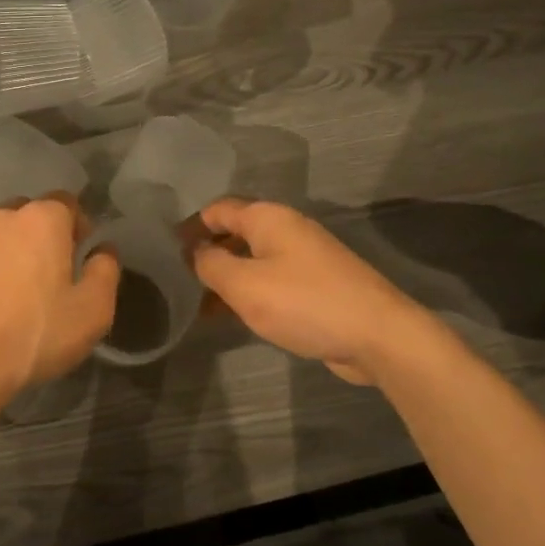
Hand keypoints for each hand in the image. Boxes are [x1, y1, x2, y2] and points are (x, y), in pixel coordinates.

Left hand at [0, 195, 119, 433]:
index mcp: (41, 219)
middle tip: (55, 272)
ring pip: (1, 235)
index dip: (79, 225)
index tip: (83, 253)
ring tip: (22, 290)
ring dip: (14, 252)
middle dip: (45, 235)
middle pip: (31, 214)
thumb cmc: (36, 333)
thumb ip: (105, 271)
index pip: (67, 202)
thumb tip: (104, 250)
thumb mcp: (92, 310)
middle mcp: (2, 217)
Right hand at [192, 199, 457, 385]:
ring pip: (253, 260)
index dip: (190, 226)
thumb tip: (194, 252)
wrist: (378, 336)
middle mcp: (286, 230)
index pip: (218, 209)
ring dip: (226, 278)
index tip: (165, 251)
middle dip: (206, 254)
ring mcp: (305, 258)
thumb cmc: (304, 303)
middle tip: (177, 281)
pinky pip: (271, 281)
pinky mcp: (316, 286)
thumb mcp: (245, 285)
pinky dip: (249, 293)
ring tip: (197, 305)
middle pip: (235, 233)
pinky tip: (232, 316)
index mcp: (268, 218)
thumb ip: (211, 264)